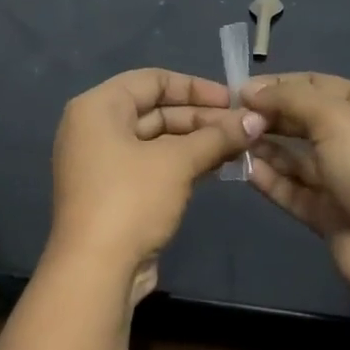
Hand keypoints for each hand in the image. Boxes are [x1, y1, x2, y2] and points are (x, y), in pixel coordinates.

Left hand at [48, 69, 264, 301]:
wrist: (96, 269)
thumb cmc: (131, 200)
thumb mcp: (177, 162)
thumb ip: (216, 137)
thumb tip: (255, 120)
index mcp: (98, 108)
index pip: (152, 80)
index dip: (195, 87)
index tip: (233, 100)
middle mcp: (95, 130)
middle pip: (155, 111)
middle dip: (202, 119)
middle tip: (245, 128)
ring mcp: (103, 164)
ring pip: (157, 141)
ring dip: (197, 143)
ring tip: (240, 147)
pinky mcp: (114, 194)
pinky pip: (152, 167)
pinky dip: (183, 164)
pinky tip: (217, 168)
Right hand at [243, 72, 349, 292]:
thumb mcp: (335, 117)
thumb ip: (290, 98)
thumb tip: (250, 89)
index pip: (319, 86)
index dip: (280, 84)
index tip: (240, 89)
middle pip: (305, 122)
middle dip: (270, 117)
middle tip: (231, 117)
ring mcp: (344, 180)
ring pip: (297, 159)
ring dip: (265, 148)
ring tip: (230, 141)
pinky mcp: (328, 213)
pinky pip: (294, 191)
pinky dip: (271, 180)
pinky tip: (245, 170)